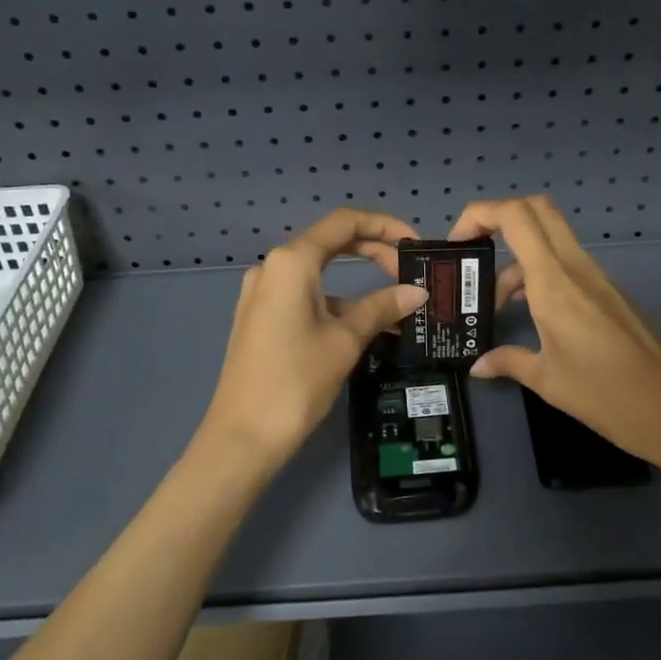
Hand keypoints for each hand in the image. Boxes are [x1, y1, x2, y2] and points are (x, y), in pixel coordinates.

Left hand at [201, 209, 427, 469]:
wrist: (243, 436)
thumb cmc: (296, 381)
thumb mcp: (345, 340)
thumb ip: (381, 307)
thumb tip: (417, 292)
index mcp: (291, 262)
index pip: (344, 223)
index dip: (384, 226)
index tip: (415, 244)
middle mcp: (273, 268)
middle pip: (331, 243)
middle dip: (374, 252)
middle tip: (410, 274)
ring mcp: (263, 293)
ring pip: (319, 274)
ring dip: (358, 284)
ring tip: (395, 308)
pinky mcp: (261, 318)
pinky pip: (305, 296)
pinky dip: (336, 303)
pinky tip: (363, 327)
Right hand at [448, 196, 660, 471]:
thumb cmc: (607, 396)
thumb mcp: (548, 381)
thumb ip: (508, 362)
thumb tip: (478, 366)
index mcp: (554, 282)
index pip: (515, 216)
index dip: (479, 214)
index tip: (457, 244)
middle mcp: (576, 268)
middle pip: (536, 210)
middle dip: (497, 218)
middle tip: (473, 252)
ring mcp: (597, 277)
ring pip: (550, 240)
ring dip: (517, 259)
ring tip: (495, 304)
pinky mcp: (610, 293)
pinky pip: (566, 265)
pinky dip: (539, 275)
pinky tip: (530, 316)